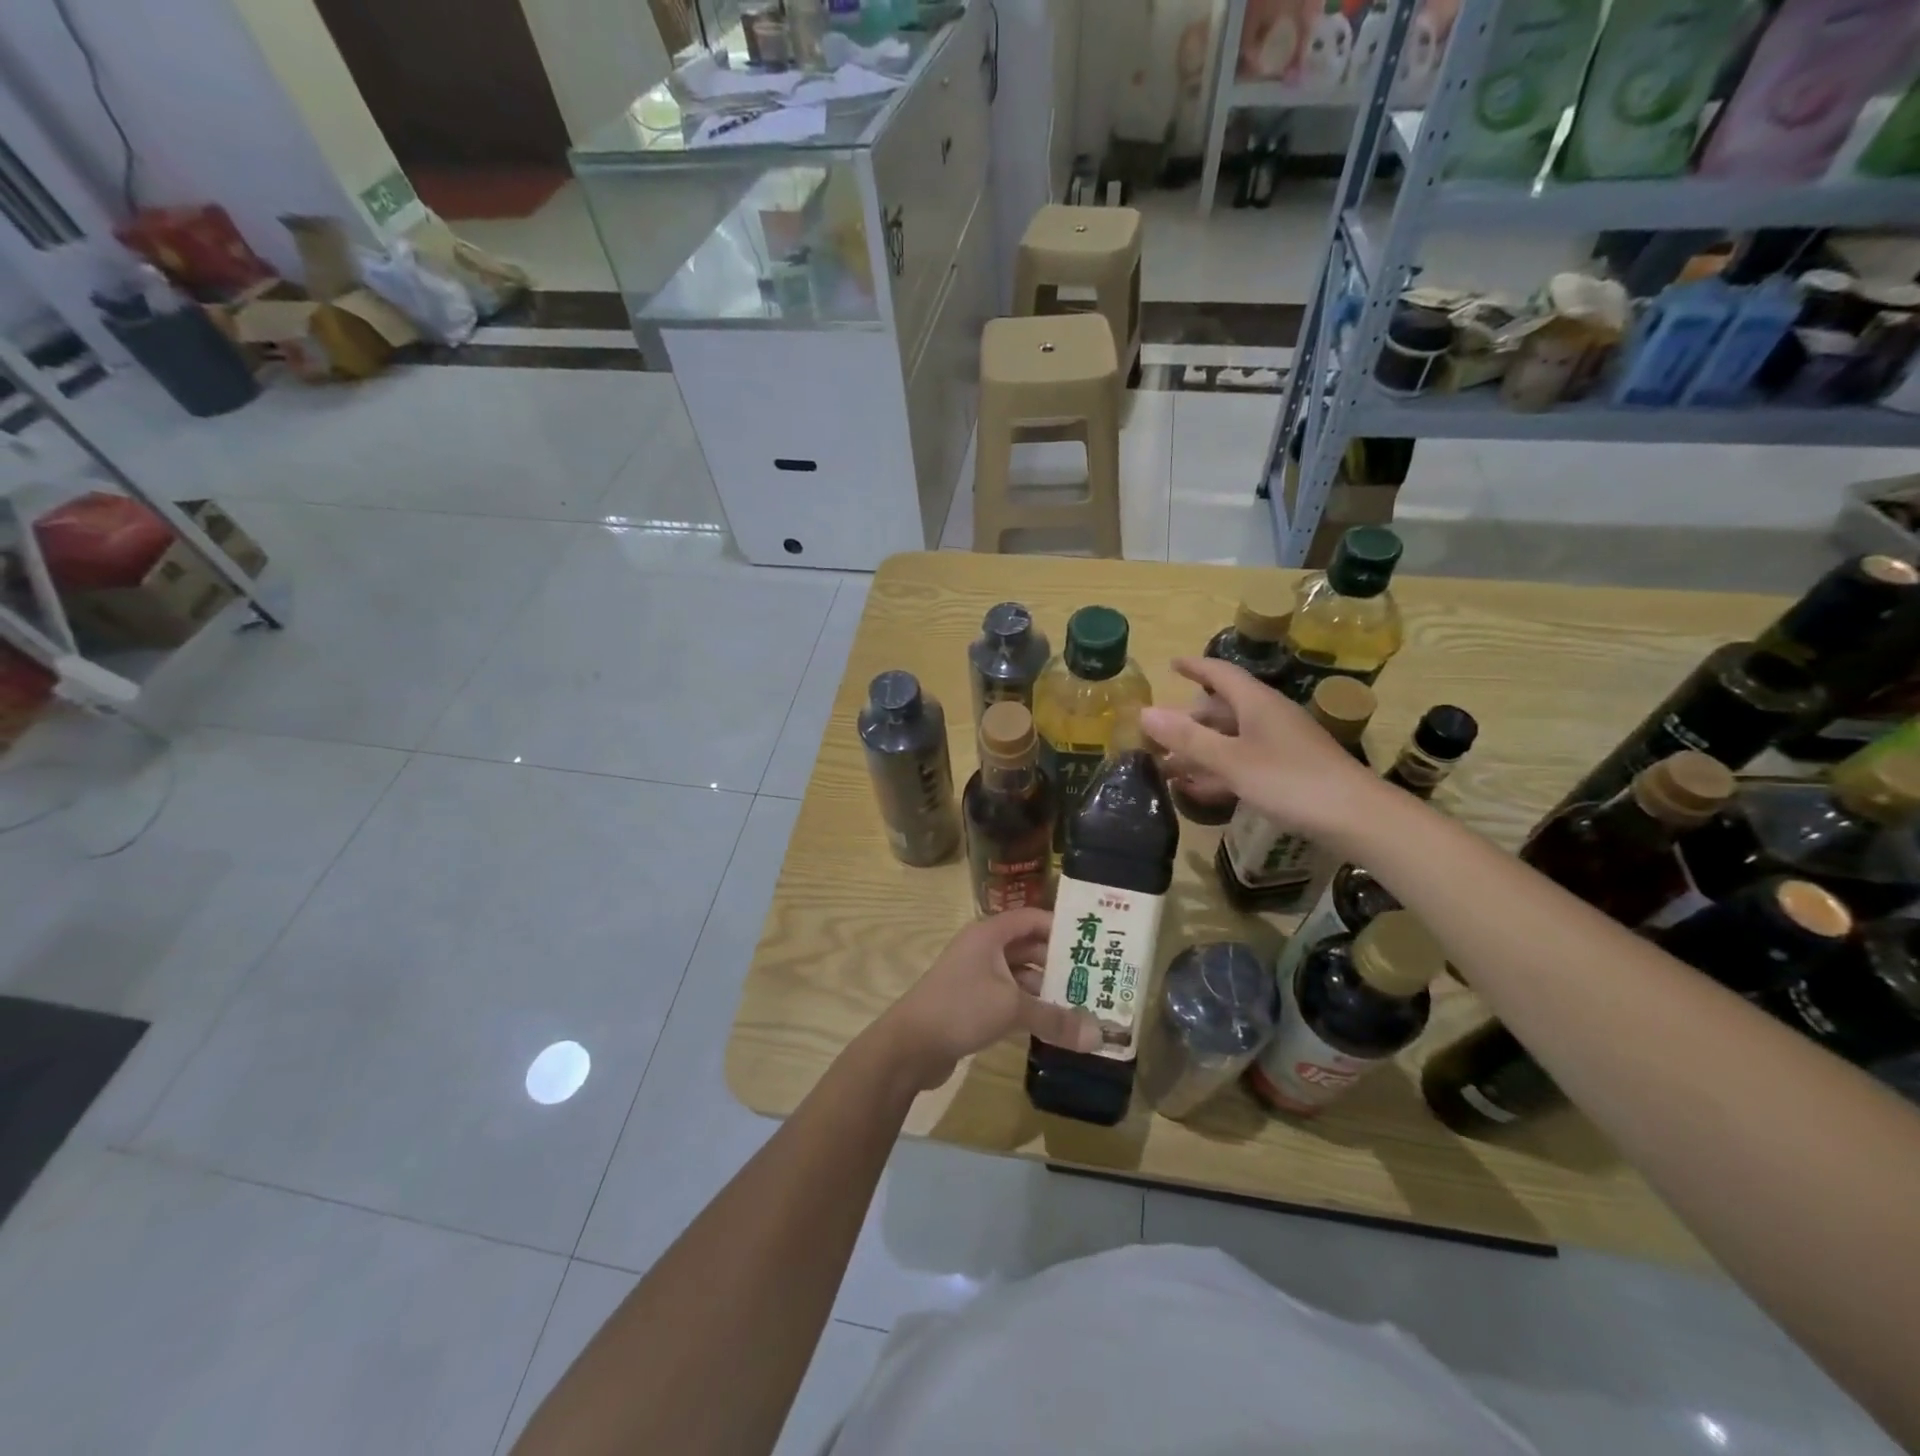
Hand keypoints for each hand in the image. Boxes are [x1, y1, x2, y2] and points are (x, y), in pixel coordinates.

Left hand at [872, 909, 1102, 1091]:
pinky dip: (1030, 1007)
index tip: (1094, 943)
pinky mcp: (972, 1003)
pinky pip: (1008, 997)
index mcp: (989, 934)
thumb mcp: (1012, 1008)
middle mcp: (983, 949)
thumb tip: (1099, 1036)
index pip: (1032, 919)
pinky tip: (1053, 1024)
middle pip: (1028, 948)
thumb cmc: (960, 1008)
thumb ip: (1056, 1019)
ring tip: (1083, 1004)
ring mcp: (976, 977)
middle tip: (1096, 979)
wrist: (909, 1045)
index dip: (1061, 928)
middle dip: (1060, 963)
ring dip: (1046, 989)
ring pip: (1019, 975)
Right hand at [1141, 657, 1385, 839]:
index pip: (1220, 673)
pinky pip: (1243, 762)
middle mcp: (1268, 717)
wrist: (1356, 818)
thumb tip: (1144, 713)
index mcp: (1256, 704)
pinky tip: (1197, 791)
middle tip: (1157, 734)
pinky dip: (1218, 771)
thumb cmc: (1290, 781)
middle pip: (1222, 710)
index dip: (1195, 667)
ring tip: (1166, 767)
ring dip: (1199, 751)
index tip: (1171, 665)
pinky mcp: (1288, 771)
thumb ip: (1187, 738)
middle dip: (1188, 721)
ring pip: (1230, 739)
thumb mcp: (1231, 760)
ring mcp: (1280, 745)